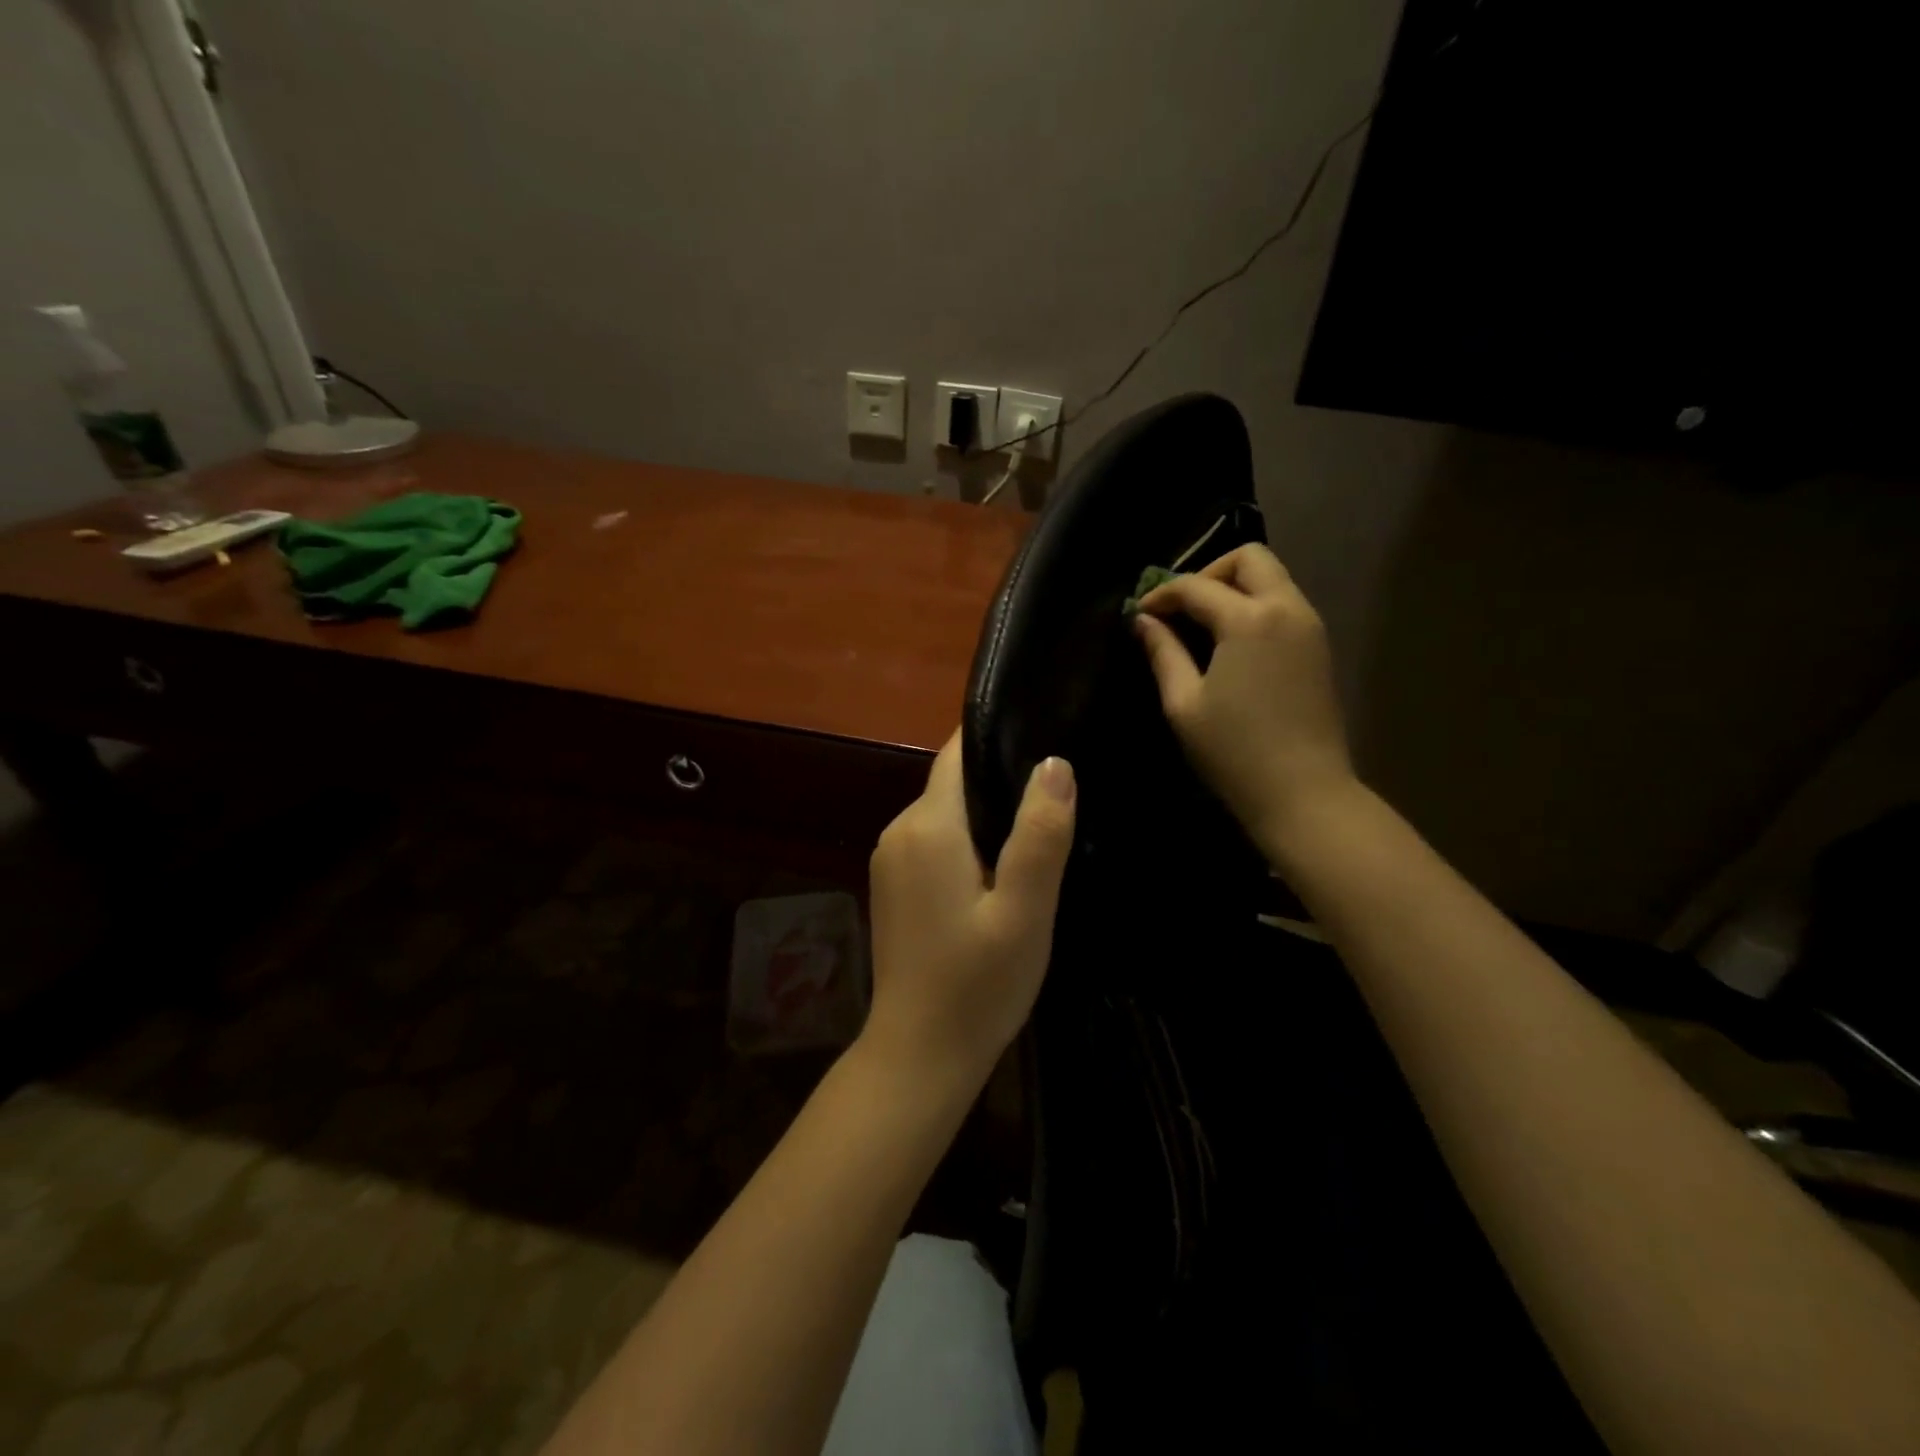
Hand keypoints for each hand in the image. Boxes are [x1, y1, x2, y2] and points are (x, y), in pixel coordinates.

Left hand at [863, 733, 1075, 1087]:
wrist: (918, 1055)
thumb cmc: (977, 985)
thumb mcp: (1024, 911)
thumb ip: (1039, 835)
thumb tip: (1054, 763)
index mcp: (928, 826)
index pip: (958, 754)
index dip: (999, 737)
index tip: (1045, 732)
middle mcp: (899, 830)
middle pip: (953, 783)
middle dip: (1000, 781)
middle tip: (1058, 796)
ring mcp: (890, 860)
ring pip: (946, 814)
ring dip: (986, 817)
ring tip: (1039, 831)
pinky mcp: (893, 886)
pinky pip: (935, 842)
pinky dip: (967, 843)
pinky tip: (1001, 871)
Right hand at [1133, 544, 1355, 850]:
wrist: (1304, 793)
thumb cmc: (1234, 751)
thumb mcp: (1184, 703)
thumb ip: (1163, 652)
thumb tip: (1144, 620)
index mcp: (1249, 620)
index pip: (1197, 586)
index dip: (1161, 595)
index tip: (1138, 614)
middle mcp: (1286, 609)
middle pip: (1248, 559)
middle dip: (1207, 573)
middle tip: (1180, 608)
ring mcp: (1310, 626)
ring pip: (1271, 577)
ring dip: (1233, 588)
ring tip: (1200, 625)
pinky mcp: (1318, 647)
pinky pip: (1283, 603)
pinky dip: (1253, 606)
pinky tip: (1229, 642)